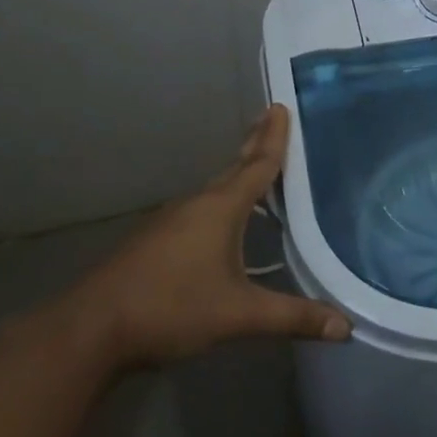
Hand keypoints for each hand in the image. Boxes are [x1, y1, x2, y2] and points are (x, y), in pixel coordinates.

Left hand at [56, 105, 351, 372]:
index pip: (257, 165)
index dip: (274, 138)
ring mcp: (170, 221)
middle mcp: (196, 205)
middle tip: (271, 120)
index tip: (281, 106)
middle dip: (255, 145)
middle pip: (234, 168)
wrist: (91, 329)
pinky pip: (198, 210)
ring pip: (213, 190)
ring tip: (255, 170)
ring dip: (236, 175)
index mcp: (220, 209)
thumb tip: (345, 327)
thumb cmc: (171, 308)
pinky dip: (218, 203)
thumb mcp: (239, 315)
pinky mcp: (154, 241)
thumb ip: (292, 317)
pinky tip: (222, 222)